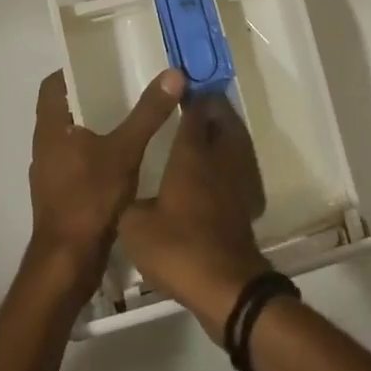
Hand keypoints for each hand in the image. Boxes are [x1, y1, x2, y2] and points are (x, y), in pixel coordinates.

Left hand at [27, 68, 183, 299]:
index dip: (73, 68)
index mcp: (51, 127)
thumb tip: (173, 73)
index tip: (102, 59)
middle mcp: (45, 145)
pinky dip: (97, 150)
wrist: (68, 263)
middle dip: (91, 94)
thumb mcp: (125, 150)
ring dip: (95, 124)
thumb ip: (148, 112)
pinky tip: (124, 155)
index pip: (53, 83)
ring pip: (72, 135)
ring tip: (129, 114)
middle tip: (125, 81)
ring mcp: (51, 172)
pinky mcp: (61, 194)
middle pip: (64, 108)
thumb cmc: (89, 198)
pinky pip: (78, 159)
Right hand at [118, 95, 273, 341]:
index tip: (181, 84)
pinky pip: (241, 169)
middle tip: (198, 100)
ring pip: (236, 143)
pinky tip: (221, 171)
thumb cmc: (178, 246)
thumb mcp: (135, 227)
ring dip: (226, 130)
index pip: (195, 113)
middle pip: (222, 121)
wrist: (225, 286)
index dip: (189, 96)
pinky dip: (233, 160)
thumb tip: (124, 196)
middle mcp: (219, 159)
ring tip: (211, 128)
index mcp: (192, 154)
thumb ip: (128, 204)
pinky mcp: (247, 204)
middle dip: (213, 107)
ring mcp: (237, 181)